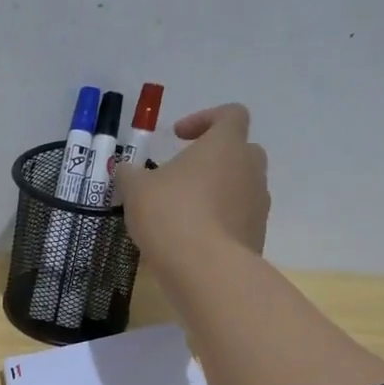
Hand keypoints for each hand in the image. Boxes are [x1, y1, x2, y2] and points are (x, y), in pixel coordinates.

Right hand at [114, 103, 269, 263]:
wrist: (206, 270)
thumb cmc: (170, 214)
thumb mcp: (136, 189)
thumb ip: (130, 173)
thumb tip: (124, 169)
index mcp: (225, 145)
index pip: (231, 114)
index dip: (205, 119)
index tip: (178, 137)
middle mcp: (250, 168)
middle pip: (241, 150)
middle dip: (213, 158)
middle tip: (183, 175)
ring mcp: (259, 204)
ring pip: (241, 186)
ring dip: (217, 191)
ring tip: (184, 211)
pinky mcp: (257, 234)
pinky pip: (239, 218)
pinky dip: (220, 221)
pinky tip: (192, 238)